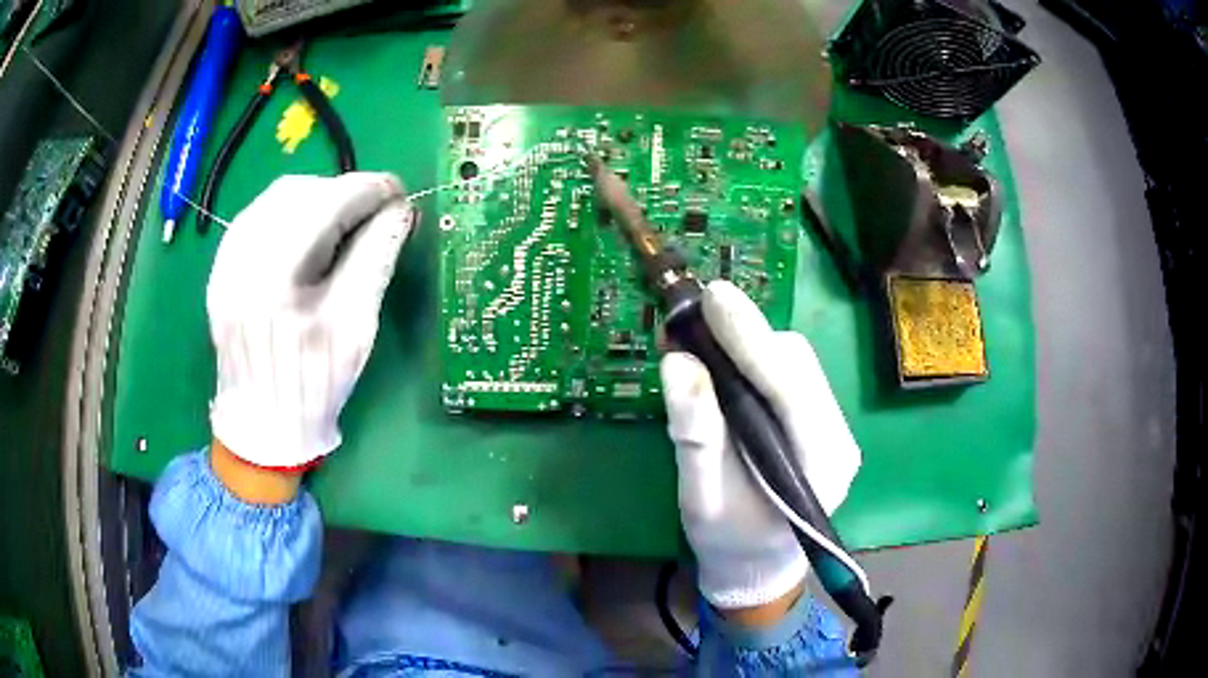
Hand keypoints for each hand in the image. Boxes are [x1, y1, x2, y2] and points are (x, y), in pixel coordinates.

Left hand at [207, 173, 414, 470]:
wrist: (262, 422)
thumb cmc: (315, 382)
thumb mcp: (356, 325)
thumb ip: (376, 258)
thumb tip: (398, 209)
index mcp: (278, 284)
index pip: (328, 207)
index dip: (369, 190)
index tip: (397, 193)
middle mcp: (243, 263)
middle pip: (301, 193)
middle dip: (343, 192)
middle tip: (372, 210)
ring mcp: (225, 263)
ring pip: (275, 198)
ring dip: (316, 197)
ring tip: (340, 219)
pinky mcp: (219, 267)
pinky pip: (257, 216)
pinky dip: (288, 211)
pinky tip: (305, 230)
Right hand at [660, 281, 861, 617]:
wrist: (758, 563)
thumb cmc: (728, 541)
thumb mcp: (701, 498)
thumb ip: (695, 435)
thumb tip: (678, 362)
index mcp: (819, 468)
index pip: (789, 390)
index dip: (751, 340)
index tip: (713, 297)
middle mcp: (839, 439)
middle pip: (797, 366)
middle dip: (747, 338)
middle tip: (694, 319)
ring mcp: (835, 427)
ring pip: (796, 363)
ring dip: (751, 345)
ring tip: (705, 343)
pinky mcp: (822, 420)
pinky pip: (792, 373)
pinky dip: (757, 358)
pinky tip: (728, 365)